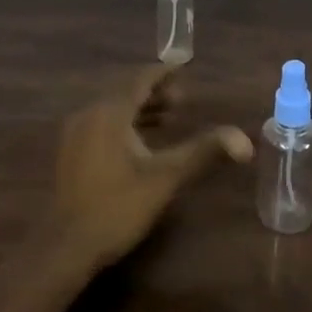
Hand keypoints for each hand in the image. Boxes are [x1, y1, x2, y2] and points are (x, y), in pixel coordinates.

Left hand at [50, 64, 251, 269]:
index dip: (163, 72)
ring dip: (140, 108)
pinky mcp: (70, 152)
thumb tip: (244, 140)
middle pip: (125, 91)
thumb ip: (203, 152)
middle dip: (154, 91)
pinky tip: (139, 142)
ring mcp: (75, 133)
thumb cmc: (118, 206)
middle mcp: (89, 114)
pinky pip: (101, 123)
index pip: (140, 79)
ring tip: (168, 118)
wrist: (67, 246)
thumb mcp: (166, 177)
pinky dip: (124, 123)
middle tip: (182, 99)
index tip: (183, 65)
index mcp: (110, 112)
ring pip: (112, 108)